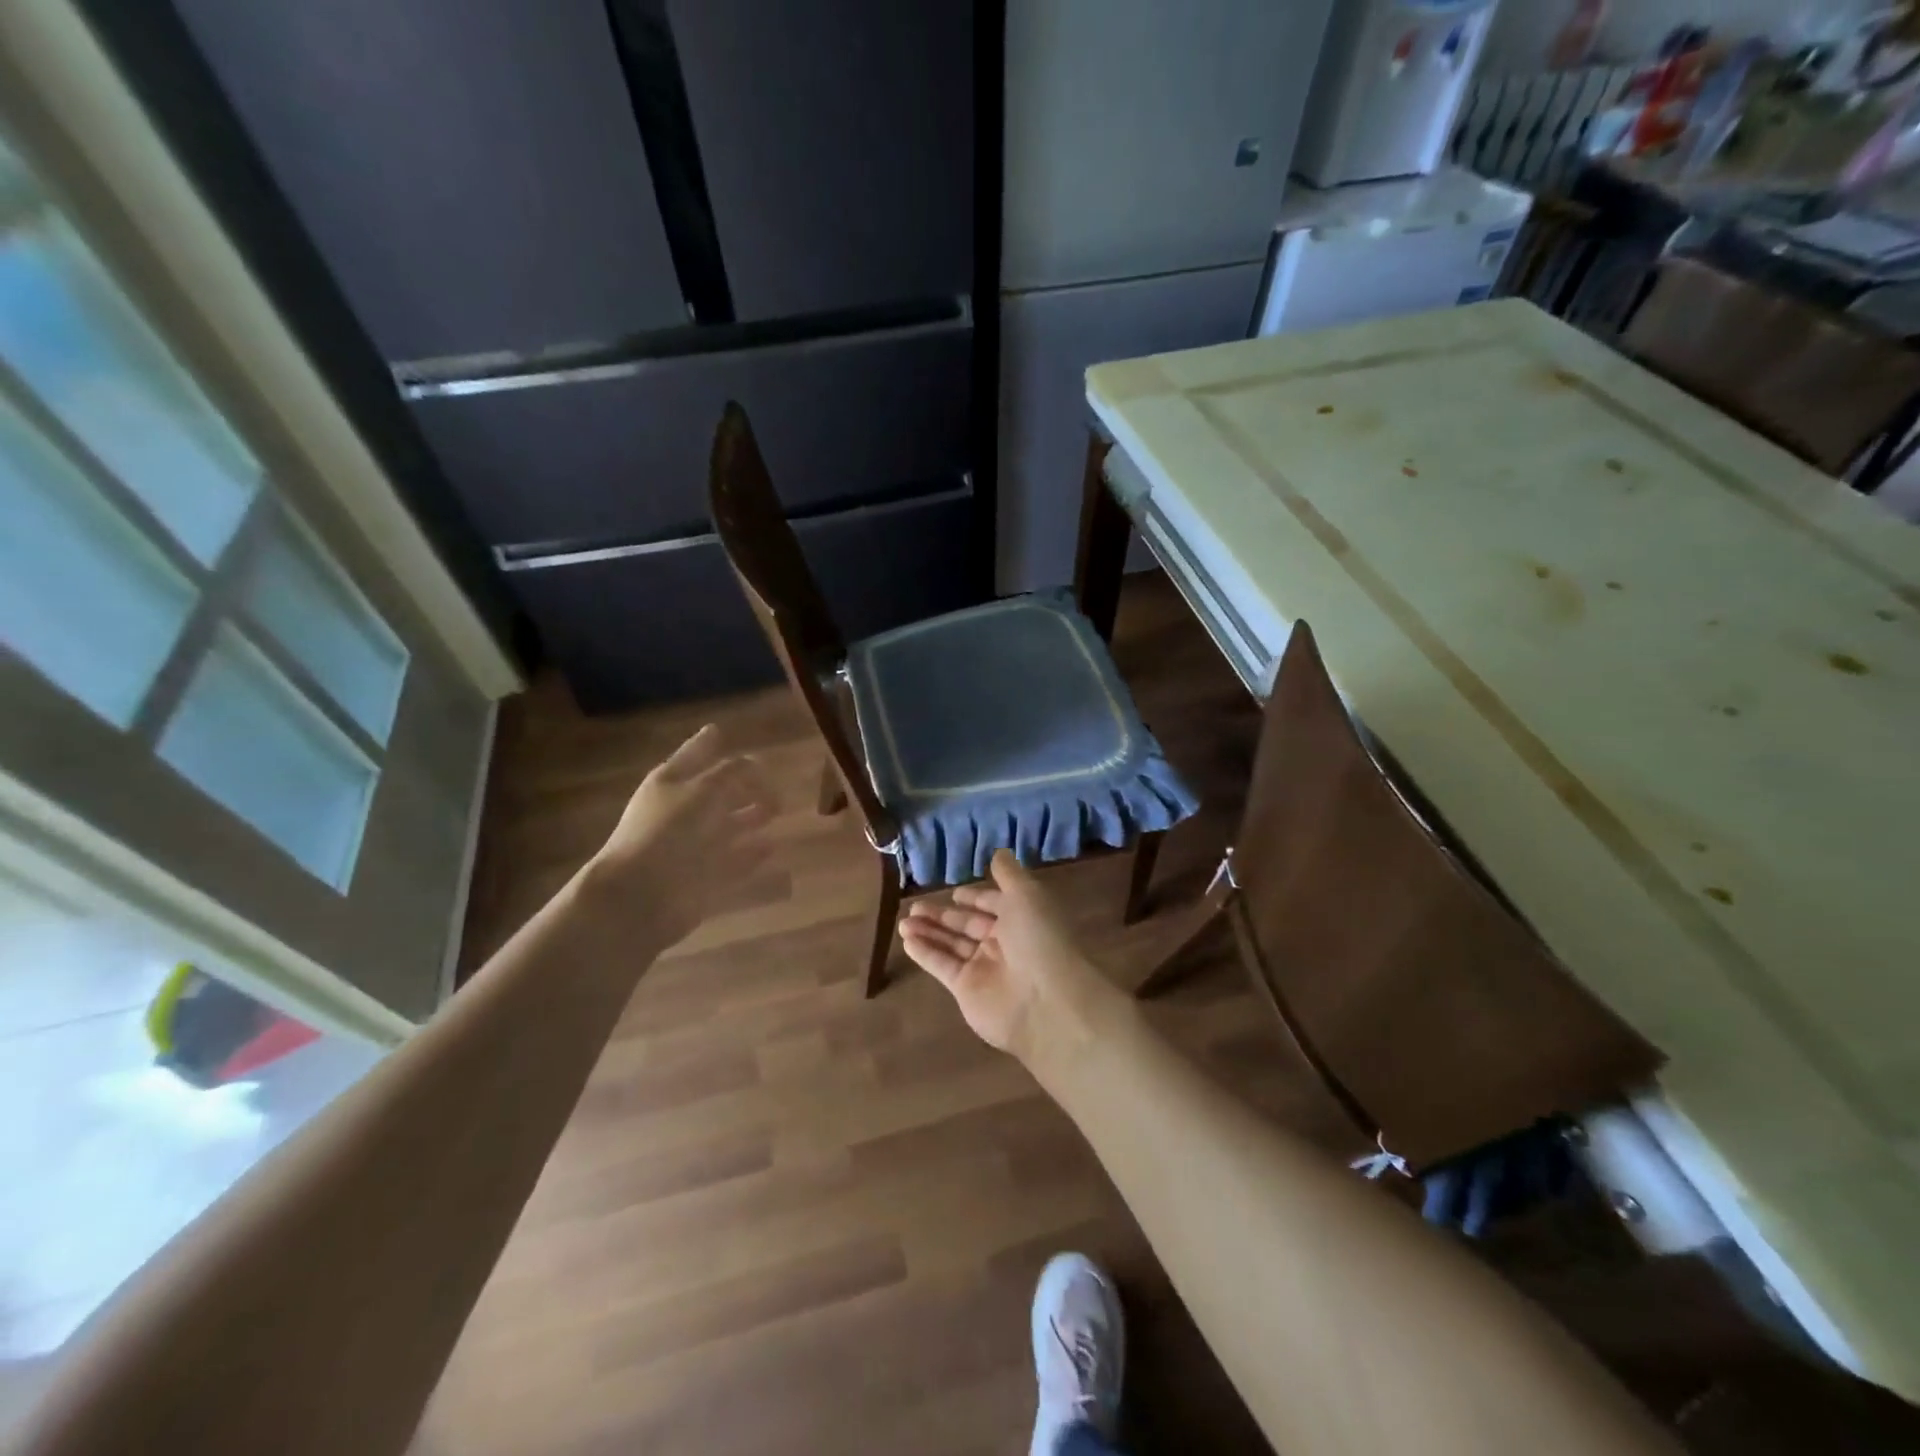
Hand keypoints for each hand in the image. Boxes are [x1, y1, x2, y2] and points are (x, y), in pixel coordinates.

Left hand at [587, 725, 782, 947]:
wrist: (640, 895)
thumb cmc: (668, 831)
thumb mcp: (704, 790)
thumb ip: (733, 773)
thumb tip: (754, 762)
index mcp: (670, 783)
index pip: (692, 754)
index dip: (705, 743)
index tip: (718, 730)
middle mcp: (680, 811)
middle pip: (714, 793)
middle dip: (741, 786)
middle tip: (772, 784)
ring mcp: (690, 846)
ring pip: (725, 827)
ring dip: (749, 819)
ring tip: (776, 812)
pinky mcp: (701, 877)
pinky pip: (733, 862)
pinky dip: (751, 855)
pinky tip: (772, 848)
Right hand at [898, 850, 1105, 1059]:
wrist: (1046, 1002)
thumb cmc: (1039, 939)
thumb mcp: (1026, 895)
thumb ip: (1009, 874)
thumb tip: (999, 853)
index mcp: (1022, 919)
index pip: (994, 905)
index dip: (976, 898)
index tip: (955, 892)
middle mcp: (1004, 943)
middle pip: (969, 925)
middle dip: (944, 915)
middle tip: (916, 905)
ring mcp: (984, 968)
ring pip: (951, 944)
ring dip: (929, 931)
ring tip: (904, 921)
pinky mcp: (966, 990)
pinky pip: (942, 966)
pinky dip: (924, 952)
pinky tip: (906, 940)